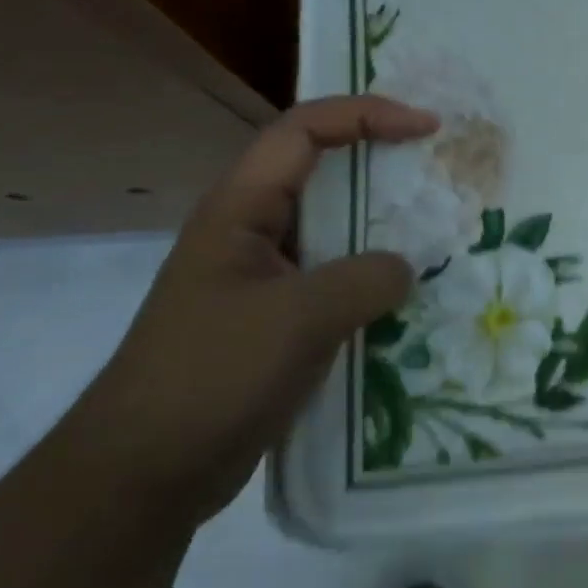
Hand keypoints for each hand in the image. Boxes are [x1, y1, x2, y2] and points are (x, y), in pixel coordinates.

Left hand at [67, 95, 436, 523]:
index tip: (426, 128)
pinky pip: (333, 282)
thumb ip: (364, 280)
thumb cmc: (212, 376)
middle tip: (440, 173)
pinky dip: (372, 281)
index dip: (366, 114)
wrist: (146, 473)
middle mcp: (251, 231)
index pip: (305, 130)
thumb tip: (405, 269)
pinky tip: (410, 301)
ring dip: (382, 229)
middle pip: (322, 173)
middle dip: (382, 165)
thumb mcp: (297, 318)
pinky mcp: (276, 321)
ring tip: (439, 234)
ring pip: (333, 232)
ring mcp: (263, 278)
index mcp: (241, 208)